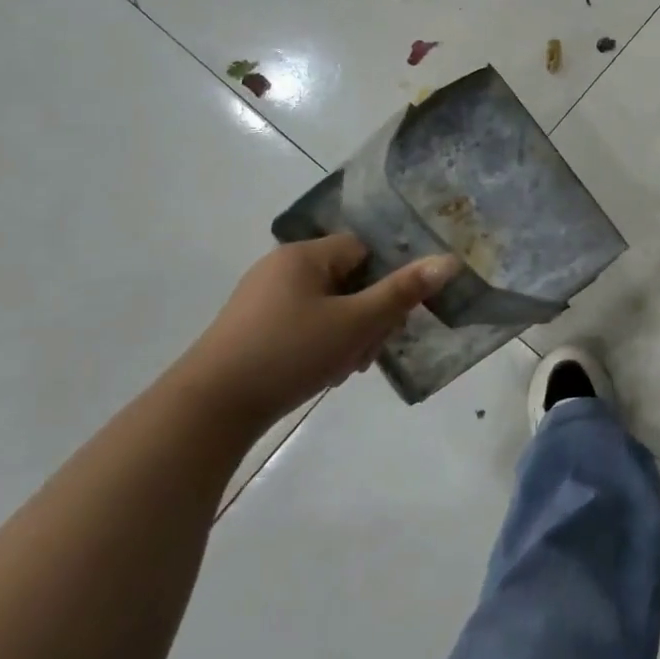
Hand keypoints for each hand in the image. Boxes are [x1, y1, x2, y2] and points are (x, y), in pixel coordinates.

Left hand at [171, 236, 459, 426]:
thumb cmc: (289, 352)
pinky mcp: (252, 329)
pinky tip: (324, 373)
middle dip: (368, 315)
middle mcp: (280, 268)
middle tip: (370, 350)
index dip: (386, 280)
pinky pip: (303, 325)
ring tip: (346, 368)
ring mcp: (262, 299)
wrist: (210, 408)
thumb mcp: (356, 322)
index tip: (391, 317)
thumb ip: (403, 291)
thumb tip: (449, 260)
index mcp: (303, 255)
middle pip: (348, 280)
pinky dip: (321, 345)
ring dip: (348, 334)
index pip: (364, 250)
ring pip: (328, 307)